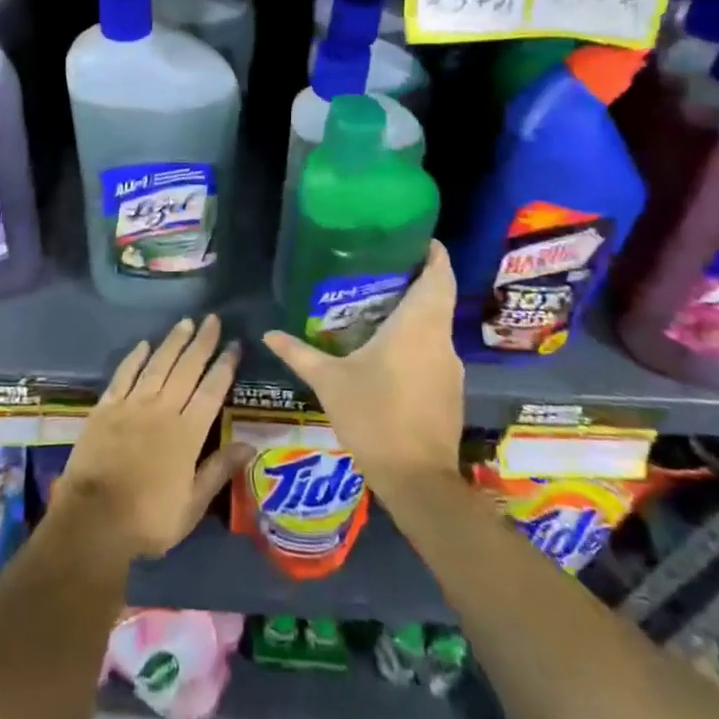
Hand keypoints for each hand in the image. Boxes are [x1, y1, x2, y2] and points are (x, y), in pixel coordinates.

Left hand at [52, 315, 249, 562]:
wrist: (93, 520)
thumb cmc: (149, 519)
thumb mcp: (192, 505)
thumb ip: (219, 470)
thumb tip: (250, 444)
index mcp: (188, 433)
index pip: (212, 391)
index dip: (225, 366)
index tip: (235, 345)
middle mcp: (162, 410)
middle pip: (186, 369)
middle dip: (202, 343)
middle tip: (213, 319)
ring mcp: (132, 405)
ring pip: (157, 365)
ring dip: (173, 342)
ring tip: (185, 323)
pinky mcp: (106, 408)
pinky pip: (123, 375)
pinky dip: (134, 358)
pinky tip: (143, 344)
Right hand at [263, 240, 464, 491]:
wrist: (418, 481)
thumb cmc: (374, 417)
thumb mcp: (329, 382)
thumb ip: (299, 353)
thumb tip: (268, 333)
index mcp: (417, 325)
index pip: (440, 275)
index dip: (434, 253)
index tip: (416, 238)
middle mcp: (440, 339)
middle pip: (438, 296)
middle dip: (417, 279)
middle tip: (383, 267)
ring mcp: (450, 367)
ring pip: (436, 325)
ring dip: (416, 311)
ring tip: (379, 305)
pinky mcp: (450, 390)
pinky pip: (435, 350)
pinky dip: (417, 340)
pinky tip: (389, 350)